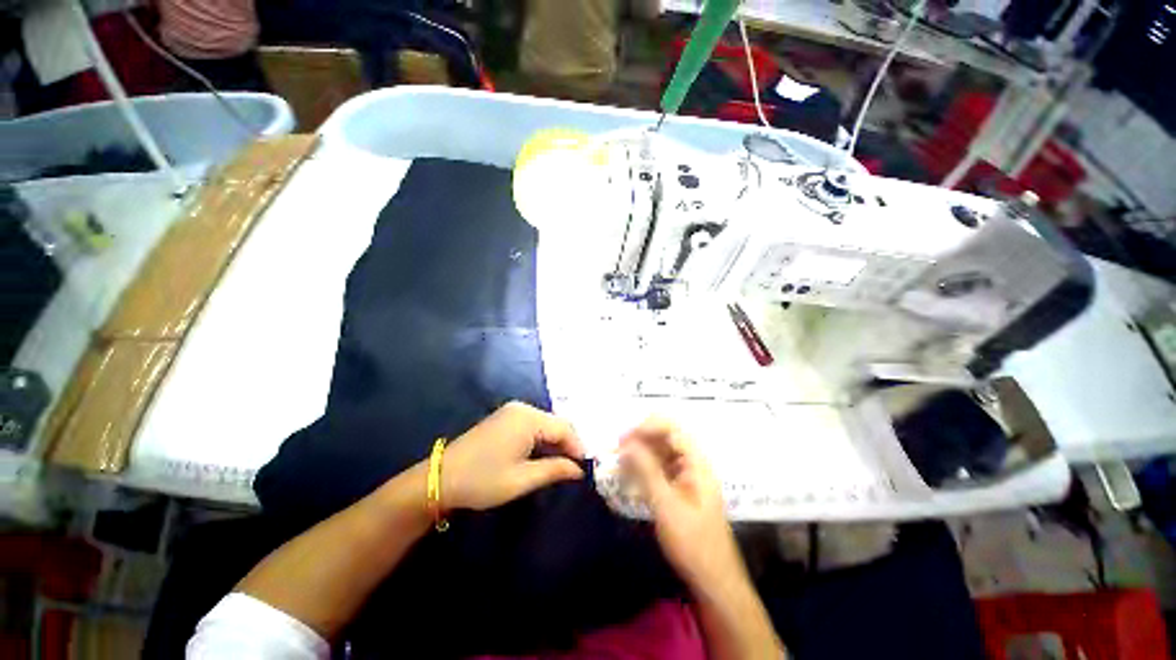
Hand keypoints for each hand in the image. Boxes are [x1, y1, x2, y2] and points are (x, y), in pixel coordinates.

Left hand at [442, 401, 585, 511]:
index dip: (577, 447)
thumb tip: (579, 470)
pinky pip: (532, 425)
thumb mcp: (522, 479)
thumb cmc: (483, 480)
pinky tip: (541, 455)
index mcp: (528, 418)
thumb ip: (555, 470)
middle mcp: (522, 408)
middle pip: (556, 423)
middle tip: (572, 470)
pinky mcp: (504, 418)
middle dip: (566, 445)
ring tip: (560, 466)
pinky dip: (541, 439)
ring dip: (554, 442)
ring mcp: (511, 411)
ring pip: (545, 424)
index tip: (583, 470)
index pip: (564, 428)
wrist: (440, 478)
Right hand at [620, 418, 743, 589]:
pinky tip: (629, 474)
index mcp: (697, 462)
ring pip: (661, 451)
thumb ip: (647, 470)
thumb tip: (627, 444)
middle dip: (640, 438)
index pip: (672, 429)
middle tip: (617, 449)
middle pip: (665, 437)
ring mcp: (687, 475)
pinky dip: (644, 467)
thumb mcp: (666, 505)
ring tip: (619, 461)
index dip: (647, 427)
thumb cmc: (692, 543)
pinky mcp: (680, 487)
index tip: (623, 439)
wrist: (713, 580)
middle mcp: (693, 462)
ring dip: (640, 452)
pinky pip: (660, 467)